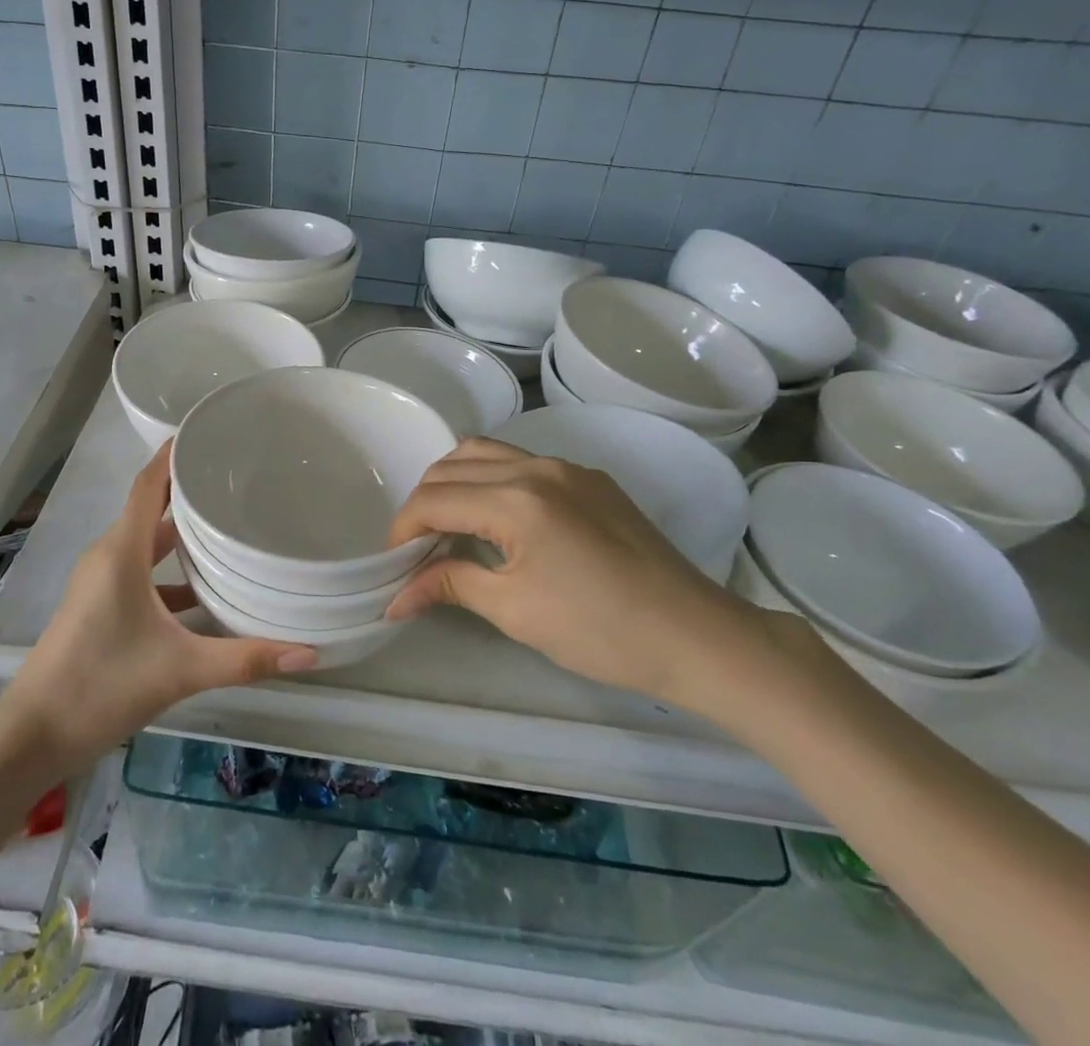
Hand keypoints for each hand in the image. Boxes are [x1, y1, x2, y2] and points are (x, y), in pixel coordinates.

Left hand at [4, 443, 317, 770]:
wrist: (30, 738)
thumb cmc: (101, 687)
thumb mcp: (180, 671)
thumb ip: (245, 659)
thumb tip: (310, 653)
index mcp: (121, 553)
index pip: (148, 485)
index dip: (172, 455)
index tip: (206, 431)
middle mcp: (108, 558)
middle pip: (150, 509)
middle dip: (188, 490)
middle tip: (236, 477)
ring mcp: (100, 584)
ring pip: (146, 544)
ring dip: (181, 533)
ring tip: (229, 524)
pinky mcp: (99, 608)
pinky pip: (140, 573)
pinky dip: (170, 572)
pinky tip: (205, 591)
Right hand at [384, 438, 775, 710]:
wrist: (697, 636)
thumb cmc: (601, 630)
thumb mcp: (516, 611)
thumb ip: (451, 585)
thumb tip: (396, 598)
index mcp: (516, 498)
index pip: (435, 499)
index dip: (403, 529)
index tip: (392, 561)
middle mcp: (537, 466)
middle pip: (454, 466)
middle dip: (424, 501)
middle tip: (417, 546)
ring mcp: (568, 467)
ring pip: (487, 453)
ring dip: (456, 481)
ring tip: (448, 524)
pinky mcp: (590, 478)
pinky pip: (522, 461)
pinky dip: (491, 479)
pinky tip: (496, 517)